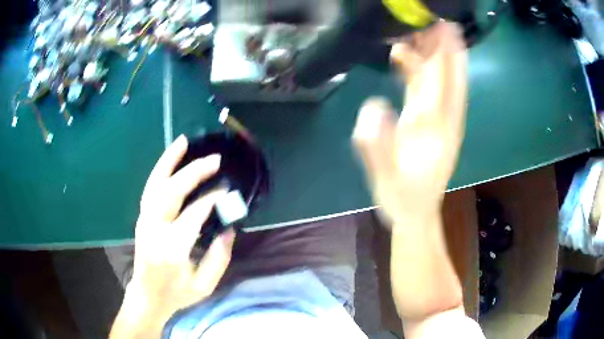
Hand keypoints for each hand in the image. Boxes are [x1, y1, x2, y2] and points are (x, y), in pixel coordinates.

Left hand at [111, 135, 234, 337]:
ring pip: (155, 184)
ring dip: (169, 161)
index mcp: (172, 250)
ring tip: (184, 142)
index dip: (211, 199)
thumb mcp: (205, 285)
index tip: (227, 190)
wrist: (147, 295)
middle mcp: (154, 230)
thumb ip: (219, 257)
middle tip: (214, 160)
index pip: (193, 216)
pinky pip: (150, 188)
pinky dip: (160, 169)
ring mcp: (144, 221)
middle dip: (193, 173)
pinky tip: (170, 158)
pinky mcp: (142, 217)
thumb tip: (229, 228)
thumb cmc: (177, 294)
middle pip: (171, 193)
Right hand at [352, 22, 467, 222]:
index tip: (445, 26)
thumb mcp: (387, 177)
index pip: (441, 81)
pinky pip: (428, 89)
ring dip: (431, 54)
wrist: (415, 213)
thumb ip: (378, 145)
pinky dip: (418, 69)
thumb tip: (373, 108)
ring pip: (439, 79)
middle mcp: (442, 118)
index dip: (443, 52)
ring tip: (415, 31)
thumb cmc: (402, 197)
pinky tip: (404, 57)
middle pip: (448, 75)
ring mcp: (438, 119)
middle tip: (435, 21)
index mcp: (435, 127)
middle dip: (444, 47)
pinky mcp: (430, 122)